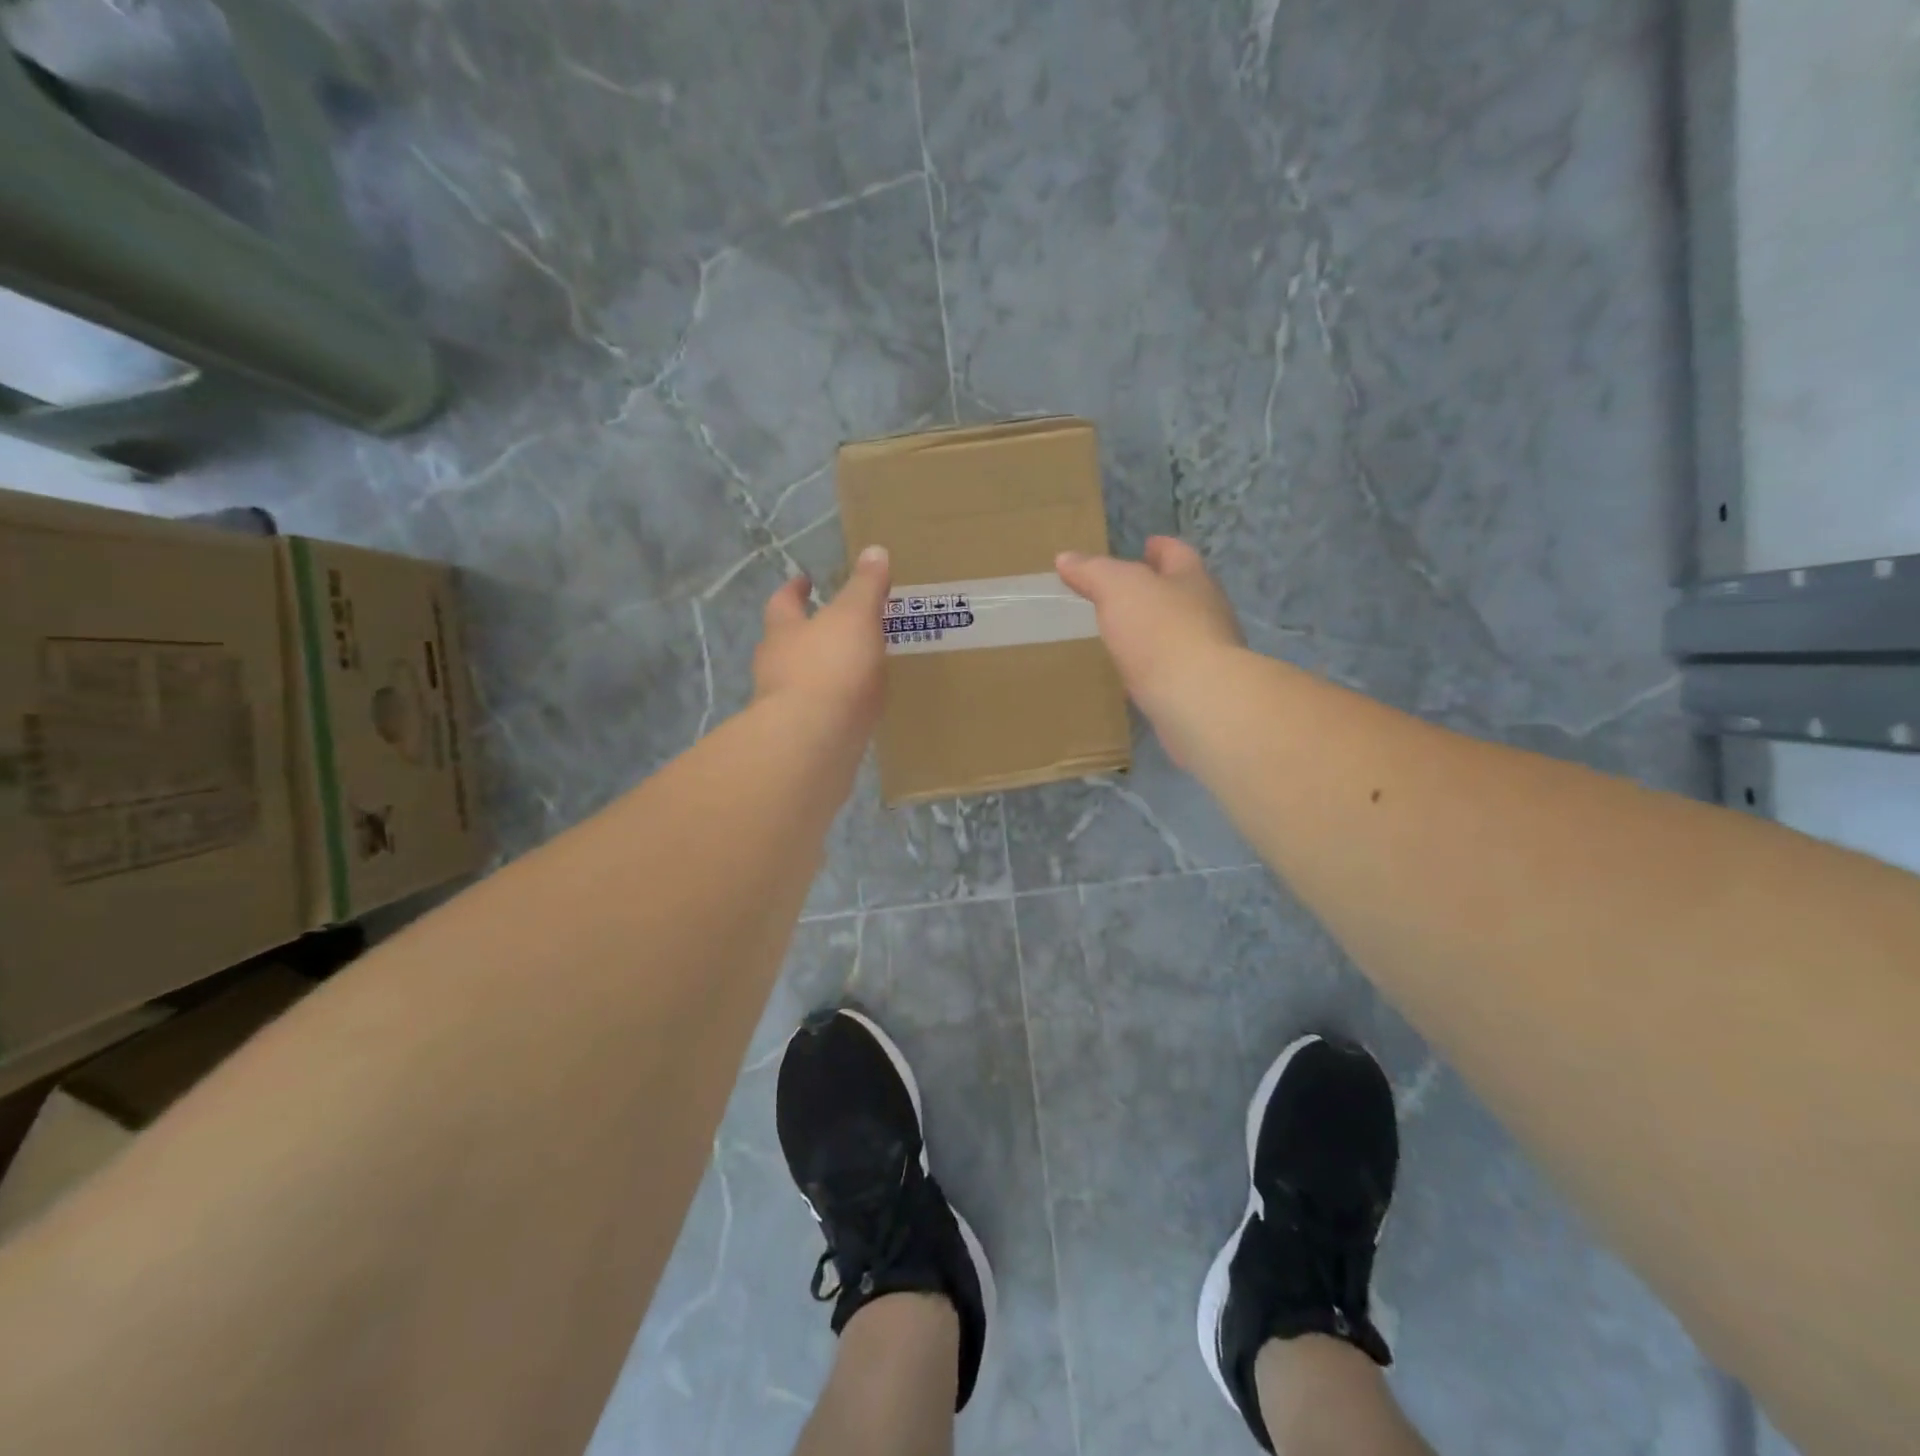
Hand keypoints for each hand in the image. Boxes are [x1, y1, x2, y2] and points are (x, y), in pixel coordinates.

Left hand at [753, 544, 890, 738]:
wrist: (812, 739)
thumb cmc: (830, 666)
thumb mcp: (855, 616)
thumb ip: (866, 587)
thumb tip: (875, 551)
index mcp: (784, 631)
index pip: (784, 603)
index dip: (795, 590)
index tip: (804, 580)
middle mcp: (775, 666)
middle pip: (785, 644)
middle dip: (805, 635)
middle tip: (831, 629)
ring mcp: (783, 706)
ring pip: (798, 682)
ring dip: (818, 675)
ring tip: (849, 672)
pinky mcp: (800, 738)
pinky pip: (817, 715)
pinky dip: (831, 708)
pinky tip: (852, 712)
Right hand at [1056, 536, 1243, 721]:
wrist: (1198, 699)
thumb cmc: (1160, 631)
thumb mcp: (1118, 588)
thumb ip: (1093, 571)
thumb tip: (1066, 557)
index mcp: (1193, 580)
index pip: (1177, 554)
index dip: (1160, 547)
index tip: (1146, 545)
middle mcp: (1208, 613)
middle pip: (1183, 593)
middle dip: (1158, 590)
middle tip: (1126, 594)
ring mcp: (1208, 654)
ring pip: (1179, 634)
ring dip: (1155, 632)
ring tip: (1124, 635)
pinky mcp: (1199, 690)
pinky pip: (1171, 671)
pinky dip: (1153, 669)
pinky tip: (1133, 677)